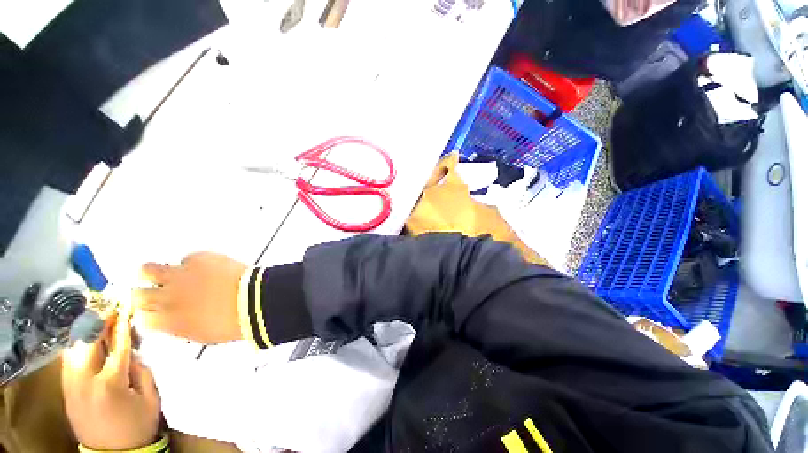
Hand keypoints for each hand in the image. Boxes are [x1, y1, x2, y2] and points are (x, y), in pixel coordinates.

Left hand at [62, 313, 160, 450]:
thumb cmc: (138, 424)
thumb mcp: (150, 397)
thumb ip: (142, 372)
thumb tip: (133, 354)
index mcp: (111, 383)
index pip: (117, 346)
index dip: (122, 326)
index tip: (125, 308)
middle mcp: (86, 381)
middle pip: (88, 344)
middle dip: (98, 324)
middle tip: (109, 310)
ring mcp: (71, 387)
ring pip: (72, 351)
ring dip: (84, 334)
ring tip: (96, 322)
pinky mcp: (66, 392)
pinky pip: (68, 363)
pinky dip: (76, 348)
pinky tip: (83, 343)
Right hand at [133, 252, 245, 343]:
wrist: (255, 300)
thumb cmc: (234, 321)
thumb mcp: (202, 335)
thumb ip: (180, 327)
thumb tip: (173, 320)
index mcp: (167, 322)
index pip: (141, 317)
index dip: (149, 313)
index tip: (155, 310)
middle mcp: (166, 298)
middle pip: (138, 294)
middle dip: (147, 294)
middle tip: (162, 291)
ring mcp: (180, 276)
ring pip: (148, 269)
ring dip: (155, 272)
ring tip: (170, 274)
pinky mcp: (197, 259)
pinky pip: (187, 258)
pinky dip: (193, 263)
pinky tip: (207, 267)